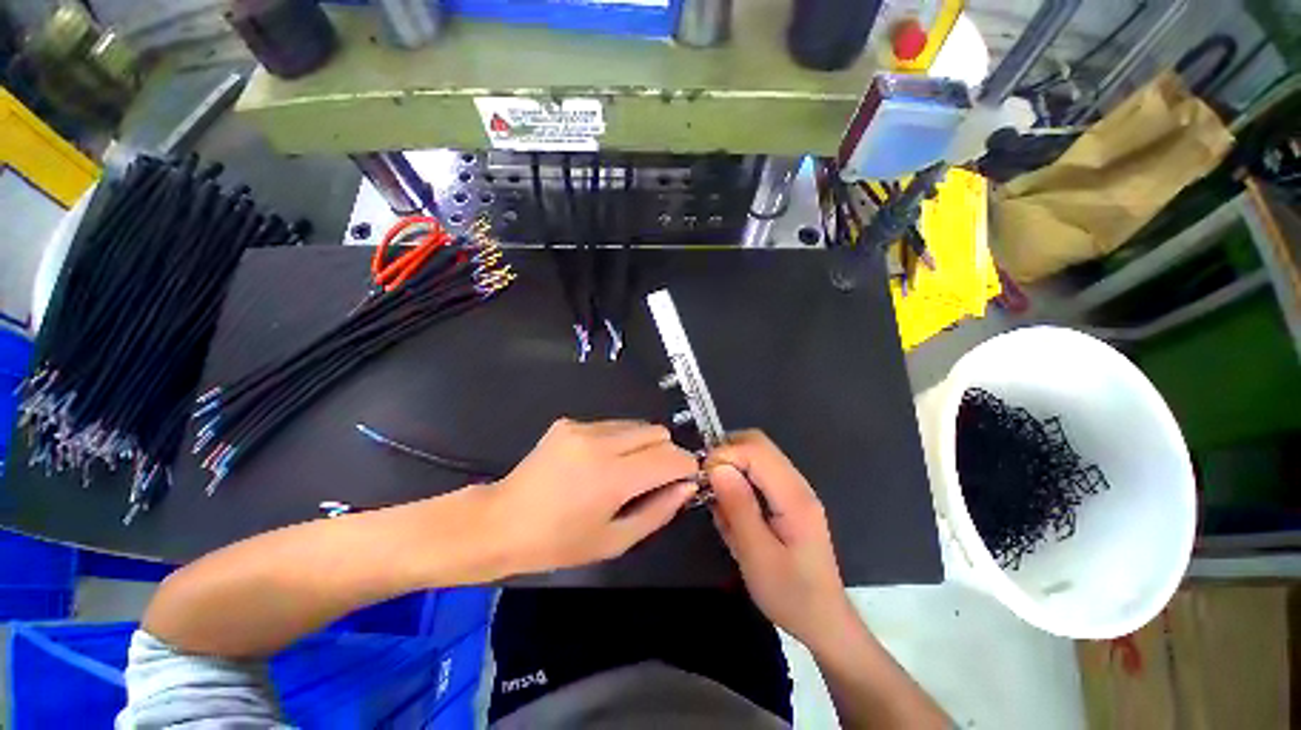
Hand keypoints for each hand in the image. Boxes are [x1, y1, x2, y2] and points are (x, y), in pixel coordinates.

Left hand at [487, 418, 698, 574]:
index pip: (671, 457)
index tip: (686, 479)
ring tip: (624, 471)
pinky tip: (598, 463)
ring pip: (637, 425)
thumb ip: (659, 511)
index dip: (687, 466)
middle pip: (658, 432)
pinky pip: (612, 425)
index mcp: (613, 477)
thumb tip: (687, 486)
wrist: (501, 521)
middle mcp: (601, 443)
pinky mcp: (569, 422)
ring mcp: (583, 428)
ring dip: (643, 445)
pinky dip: (619, 441)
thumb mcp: (615, 540)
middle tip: (654, 479)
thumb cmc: (558, 542)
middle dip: (666, 453)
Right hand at [707, 431, 852, 649]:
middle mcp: (797, 483)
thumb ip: (738, 507)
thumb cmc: (790, 594)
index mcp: (793, 496)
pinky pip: (759, 472)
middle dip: (726, 453)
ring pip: (757, 454)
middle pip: (758, 444)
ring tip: (718, 497)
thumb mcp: (757, 556)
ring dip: (732, 466)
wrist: (823, 620)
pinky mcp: (788, 497)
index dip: (724, 455)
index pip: (755, 450)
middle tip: (706, 481)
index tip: (702, 477)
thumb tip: (717, 467)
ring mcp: (794, 489)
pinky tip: (731, 505)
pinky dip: (739, 479)